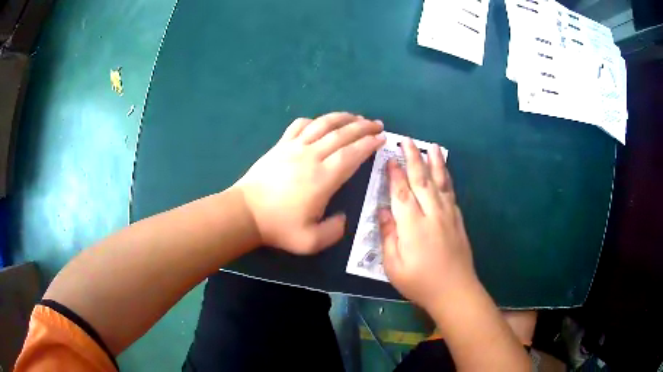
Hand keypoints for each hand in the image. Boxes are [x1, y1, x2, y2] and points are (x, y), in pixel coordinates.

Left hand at [236, 112, 385, 253]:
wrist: (245, 213)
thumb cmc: (278, 227)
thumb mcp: (311, 241)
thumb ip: (335, 231)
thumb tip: (344, 218)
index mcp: (323, 178)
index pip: (352, 154)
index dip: (369, 144)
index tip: (382, 139)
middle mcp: (311, 156)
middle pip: (342, 134)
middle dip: (363, 127)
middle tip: (377, 125)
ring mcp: (294, 147)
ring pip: (323, 124)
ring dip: (343, 118)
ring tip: (356, 117)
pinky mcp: (280, 145)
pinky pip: (300, 125)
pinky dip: (314, 120)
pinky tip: (321, 122)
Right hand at [379, 138, 475, 310]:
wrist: (455, 291)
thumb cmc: (419, 282)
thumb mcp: (393, 266)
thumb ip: (388, 236)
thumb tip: (383, 211)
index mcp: (412, 225)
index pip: (401, 192)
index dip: (394, 174)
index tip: (389, 158)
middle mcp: (432, 213)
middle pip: (422, 180)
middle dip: (414, 158)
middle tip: (407, 141)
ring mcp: (448, 215)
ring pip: (440, 182)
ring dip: (435, 163)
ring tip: (432, 147)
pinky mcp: (458, 220)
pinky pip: (451, 193)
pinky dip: (447, 179)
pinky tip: (444, 173)